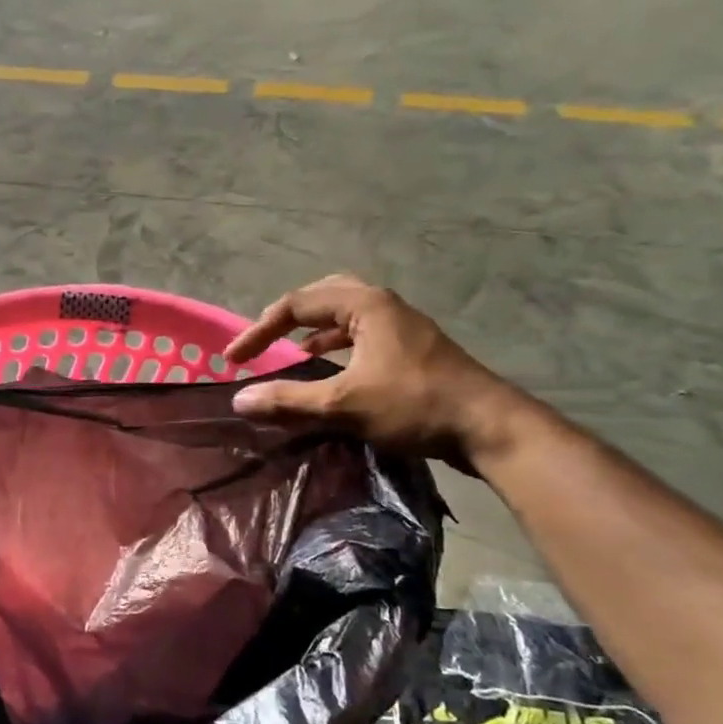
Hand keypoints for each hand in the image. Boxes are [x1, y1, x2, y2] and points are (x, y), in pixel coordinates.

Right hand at [223, 274, 522, 470]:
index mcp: (365, 305)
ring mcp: (401, 326)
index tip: (234, 359)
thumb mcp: (344, 405)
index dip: (259, 330)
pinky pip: (361, 335)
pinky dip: (336, 348)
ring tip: (290, 354)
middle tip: (264, 339)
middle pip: (323, 296)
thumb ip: (289, 401)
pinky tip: (329, 371)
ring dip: (314, 332)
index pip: (297, 304)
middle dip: (288, 317)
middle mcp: (383, 305)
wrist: (489, 427)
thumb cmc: (415, 405)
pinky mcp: (412, 349)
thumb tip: (240, 400)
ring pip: (345, 316)